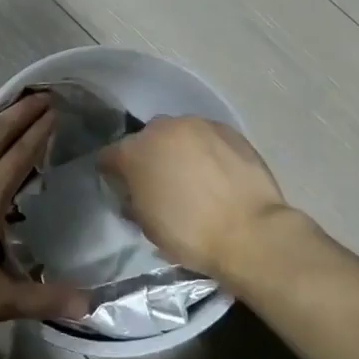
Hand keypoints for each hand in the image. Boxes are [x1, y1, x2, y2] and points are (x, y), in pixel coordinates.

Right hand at [97, 116, 288, 281]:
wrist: (250, 231)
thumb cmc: (189, 234)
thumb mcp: (146, 224)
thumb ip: (133, 199)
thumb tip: (136, 192)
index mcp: (134, 152)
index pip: (108, 156)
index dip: (112, 174)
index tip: (123, 189)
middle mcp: (162, 129)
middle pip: (145, 140)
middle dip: (148, 157)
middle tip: (161, 183)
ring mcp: (197, 125)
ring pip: (178, 134)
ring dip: (178, 151)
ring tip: (193, 176)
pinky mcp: (228, 129)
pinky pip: (207, 137)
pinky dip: (206, 151)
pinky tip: (217, 173)